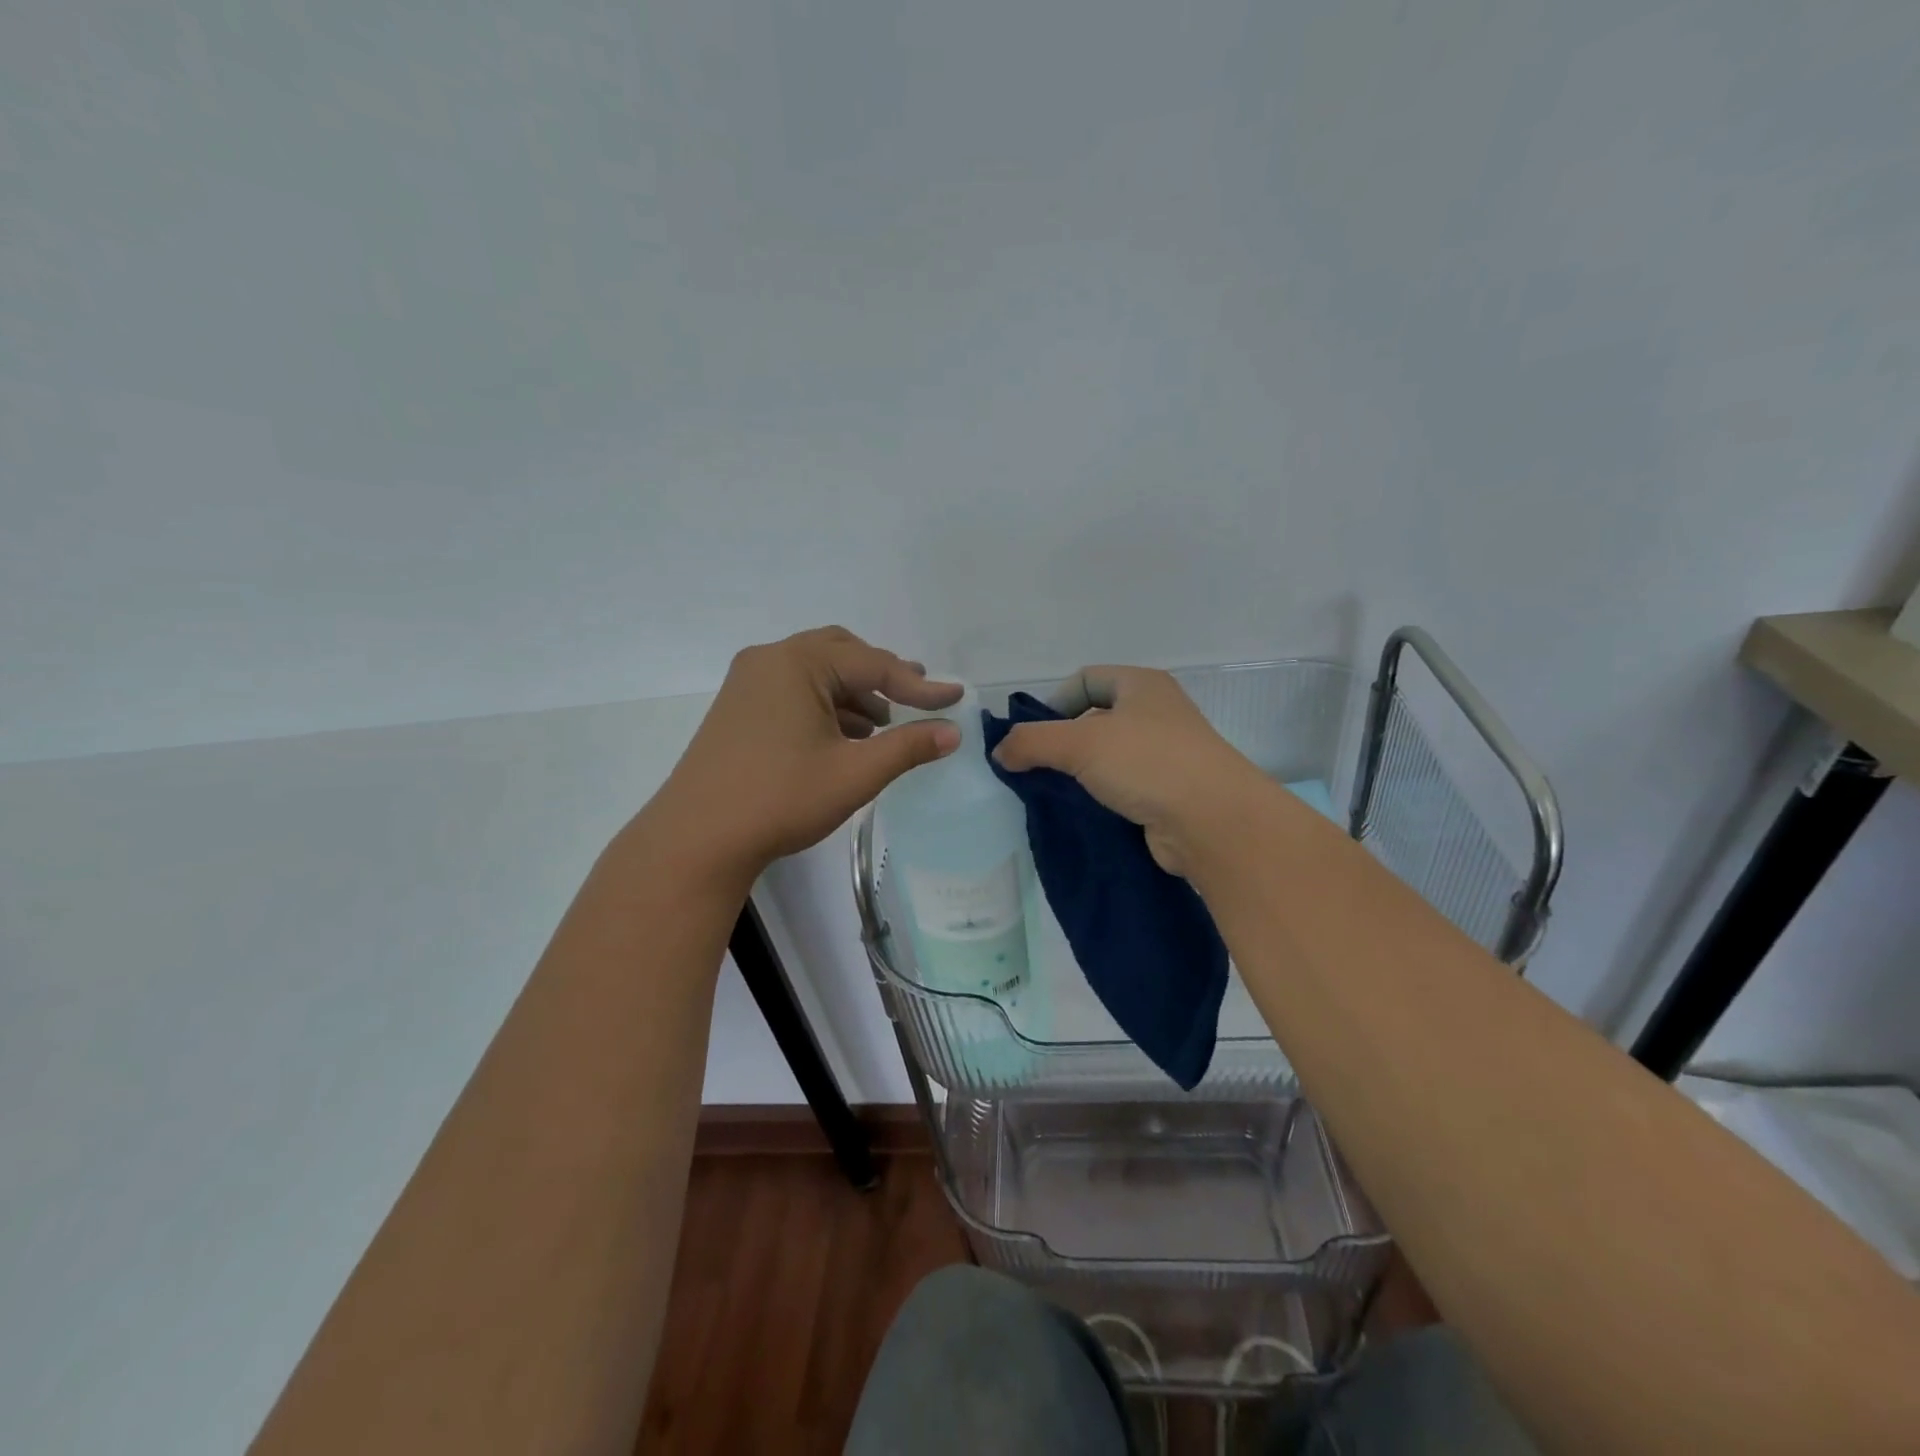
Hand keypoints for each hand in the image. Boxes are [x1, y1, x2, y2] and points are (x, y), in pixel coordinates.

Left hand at [641, 627, 963, 883]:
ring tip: (886, 723)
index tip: (956, 696)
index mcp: (798, 663)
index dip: (920, 684)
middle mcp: (770, 660)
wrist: (697, 839)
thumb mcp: (854, 773)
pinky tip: (846, 736)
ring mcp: (748, 683)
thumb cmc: (780, 799)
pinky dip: (827, 705)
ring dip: (855, 692)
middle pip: (842, 653)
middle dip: (883, 675)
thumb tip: (952, 732)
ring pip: (817, 672)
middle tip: (917, 697)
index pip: (874, 664)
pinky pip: (794, 690)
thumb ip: (907, 747)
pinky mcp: (738, 708)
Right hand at [990, 666, 1274, 875]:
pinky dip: (1098, 797)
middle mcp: (1156, 713)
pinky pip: (1121, 787)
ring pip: (1107, 757)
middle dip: (1061, 742)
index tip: (1031, 735)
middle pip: (1094, 719)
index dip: (1053, 702)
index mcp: (1142, 685)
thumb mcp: (1079, 743)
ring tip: (1051, 794)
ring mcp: (1166, 755)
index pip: (1085, 679)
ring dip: (1078, 773)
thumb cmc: (1148, 763)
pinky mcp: (1167, 793)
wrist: (1214, 822)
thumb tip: (1001, 752)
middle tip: (1034, 768)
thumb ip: (1031, 741)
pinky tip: (1080, 813)